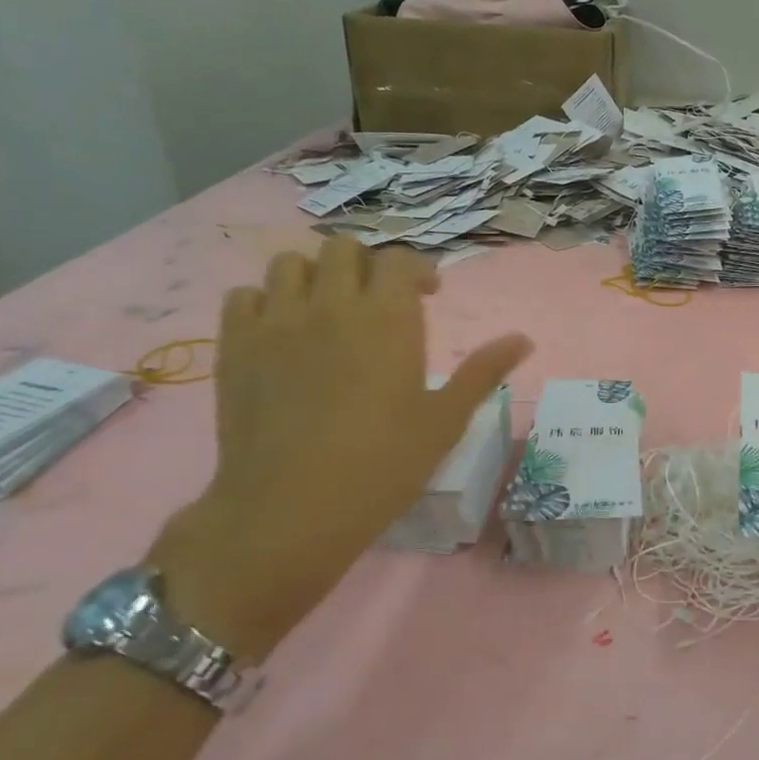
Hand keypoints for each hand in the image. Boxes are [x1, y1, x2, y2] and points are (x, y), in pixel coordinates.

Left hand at [155, 238, 532, 655]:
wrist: (291, 509)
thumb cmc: (383, 465)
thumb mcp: (445, 420)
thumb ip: (483, 372)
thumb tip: (524, 339)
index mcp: (388, 319)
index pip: (399, 261)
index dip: (417, 269)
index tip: (428, 293)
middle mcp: (331, 305)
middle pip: (343, 249)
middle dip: (366, 264)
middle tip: (379, 299)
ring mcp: (276, 322)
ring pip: (290, 263)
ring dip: (315, 275)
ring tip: (328, 308)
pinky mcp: (234, 346)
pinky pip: (243, 295)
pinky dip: (266, 301)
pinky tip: (281, 331)